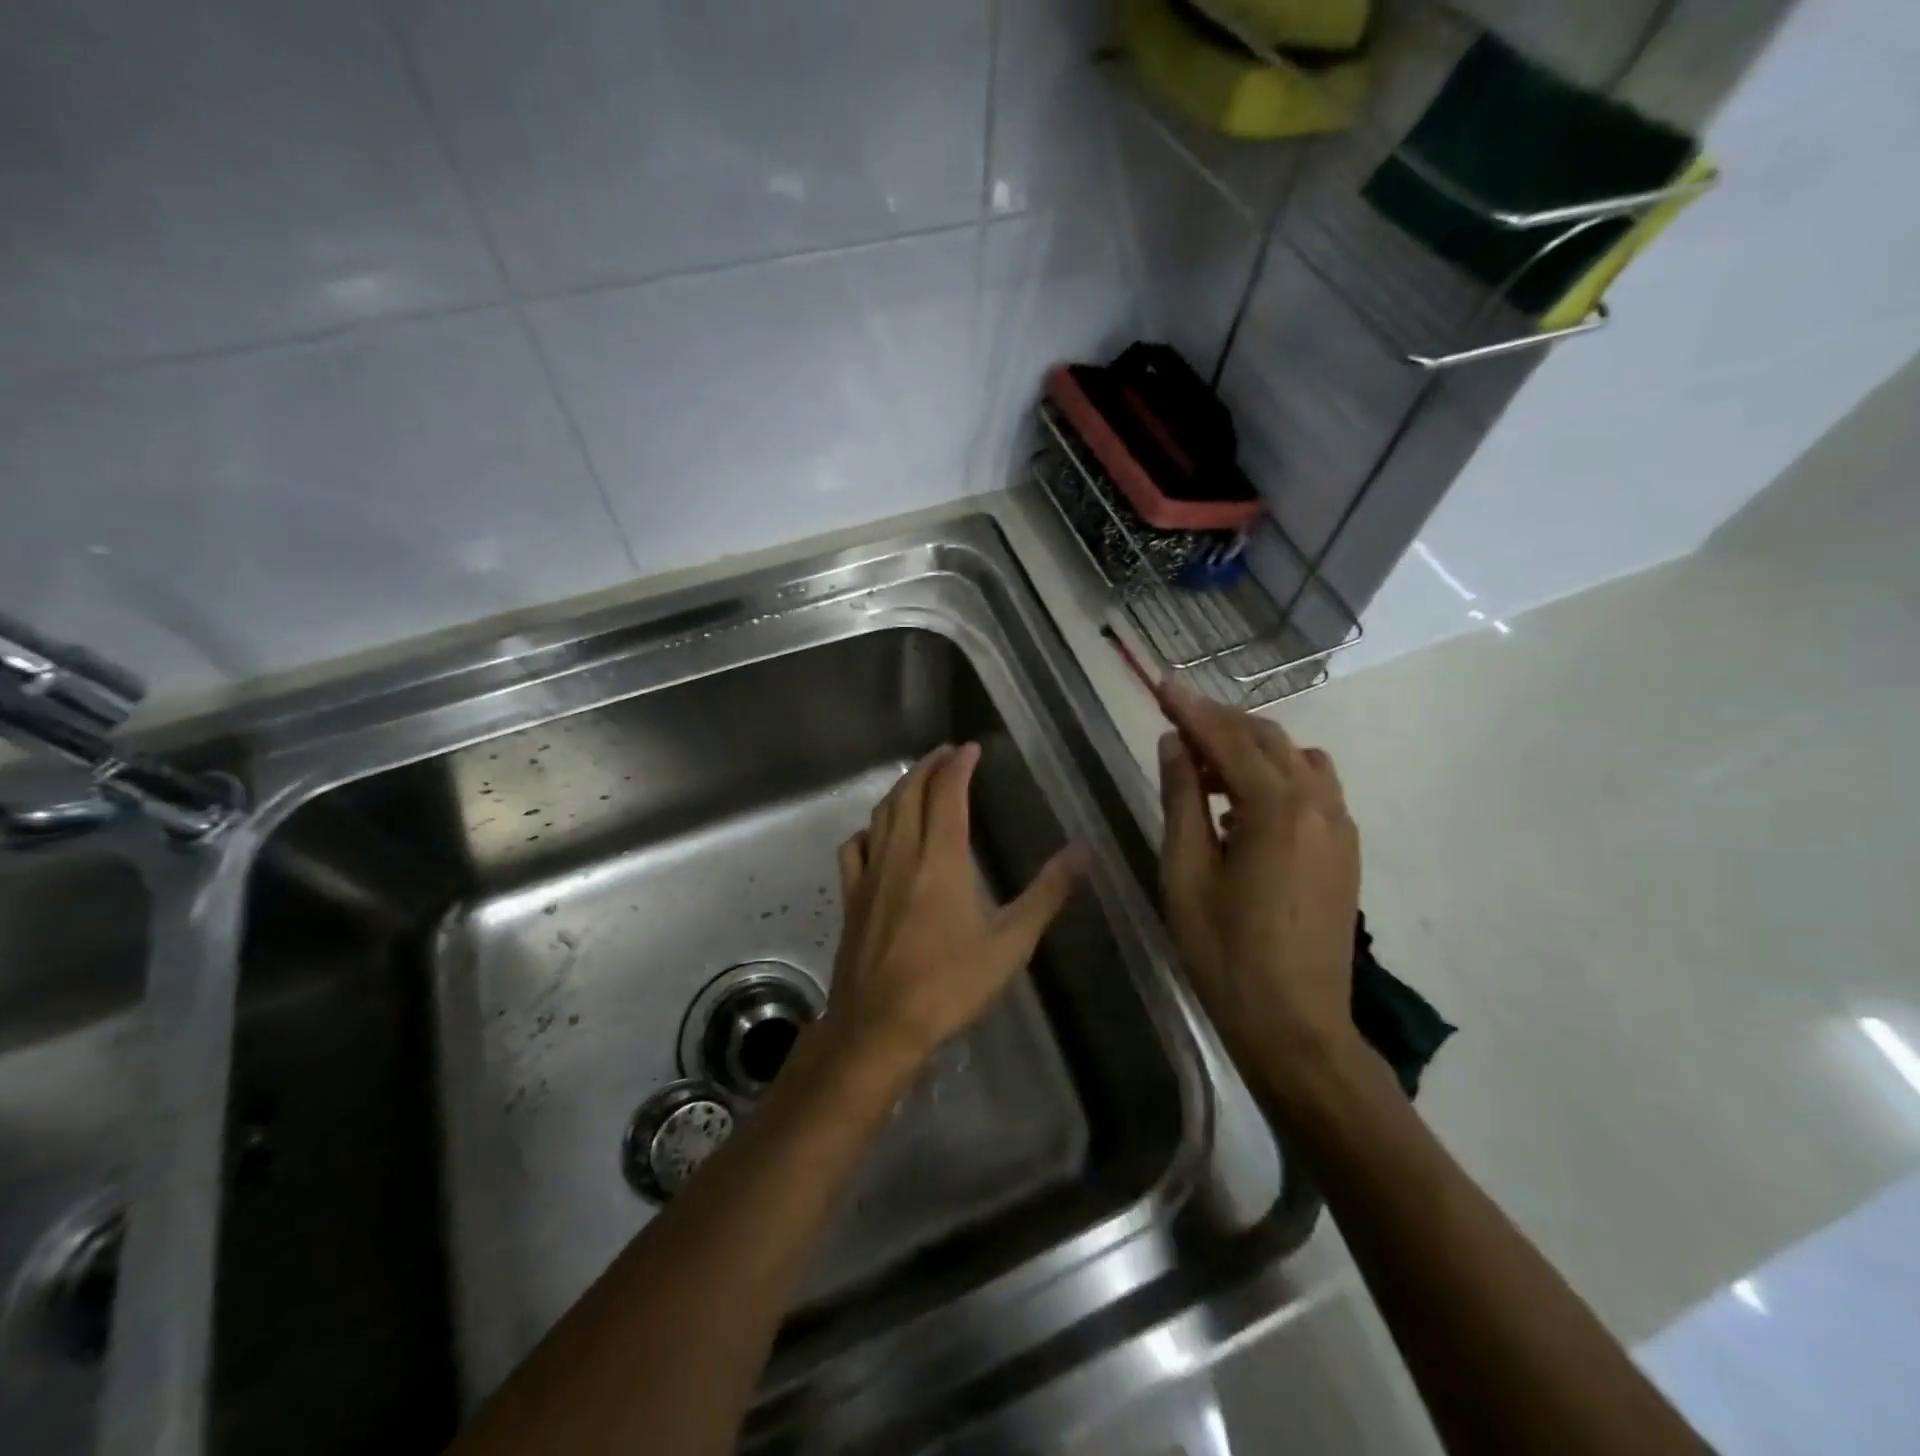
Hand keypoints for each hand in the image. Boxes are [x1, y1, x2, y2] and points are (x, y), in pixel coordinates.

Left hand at [829, 743, 1084, 1069]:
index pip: (948, 794)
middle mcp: (901, 855)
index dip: (958, 765)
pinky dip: (869, 829)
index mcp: (941, 859)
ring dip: (900, 790)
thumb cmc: (950, 985)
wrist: (879, 1025)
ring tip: (917, 780)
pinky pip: (855, 848)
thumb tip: (1083, 852)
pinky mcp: (851, 897)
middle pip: (910, 794)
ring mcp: (870, 875)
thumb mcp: (1010, 943)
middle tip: (946, 753)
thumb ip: (1047, 894)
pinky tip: (876, 834)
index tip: (970, 748)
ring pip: (881, 815)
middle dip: (928, 767)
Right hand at [1156, 685, 1364, 1101]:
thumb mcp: (1186, 874)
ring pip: (1297, 759)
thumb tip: (1173, 744)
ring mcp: (1340, 828)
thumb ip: (1181, 801)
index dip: (1191, 709)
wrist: (1296, 1026)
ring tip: (1207, 766)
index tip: (1162, 683)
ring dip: (1252, 748)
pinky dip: (1277, 776)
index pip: (1228, 739)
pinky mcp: (1346, 852)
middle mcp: (1318, 805)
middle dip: (1220, 723)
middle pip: (1268, 739)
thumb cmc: (1225, 953)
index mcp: (1276, 809)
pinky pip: (1314, 788)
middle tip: (1176, 723)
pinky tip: (1244, 806)